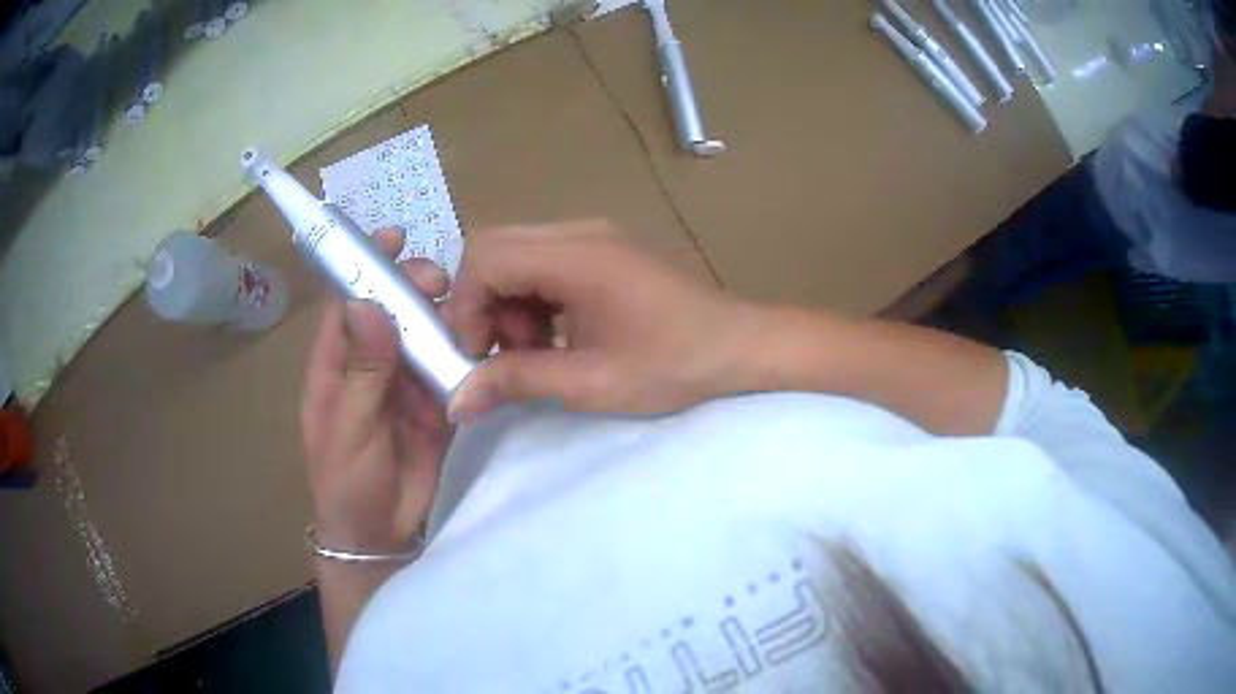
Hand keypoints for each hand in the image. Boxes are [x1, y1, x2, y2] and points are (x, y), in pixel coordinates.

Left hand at [301, 228, 452, 552]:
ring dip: (445, 316)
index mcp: (336, 365)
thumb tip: (367, 304)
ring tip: (472, 310)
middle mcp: (371, 365)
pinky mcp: (436, 404)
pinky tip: (489, 339)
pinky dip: (468, 351)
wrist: (381, 537)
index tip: (394, 236)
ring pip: (425, 334)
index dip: (367, 265)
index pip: (349, 302)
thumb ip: (363, 371)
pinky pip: (451, 368)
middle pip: (392, 310)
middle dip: (414, 287)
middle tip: (442, 281)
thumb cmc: (347, 484)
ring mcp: (406, 384)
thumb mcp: (349, 429)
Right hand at [444, 220, 754, 421]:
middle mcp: (580, 231)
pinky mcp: (605, 248)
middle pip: (495, 248)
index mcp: (576, 255)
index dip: (465, 306)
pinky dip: (534, 298)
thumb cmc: (675, 365)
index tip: (478, 355)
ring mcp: (594, 235)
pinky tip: (559, 335)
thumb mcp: (592, 382)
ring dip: (510, 303)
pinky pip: (545, 262)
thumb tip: (457, 401)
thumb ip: (518, 381)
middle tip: (508, 354)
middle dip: (484, 304)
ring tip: (539, 351)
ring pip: (517, 255)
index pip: (484, 257)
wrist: (742, 346)